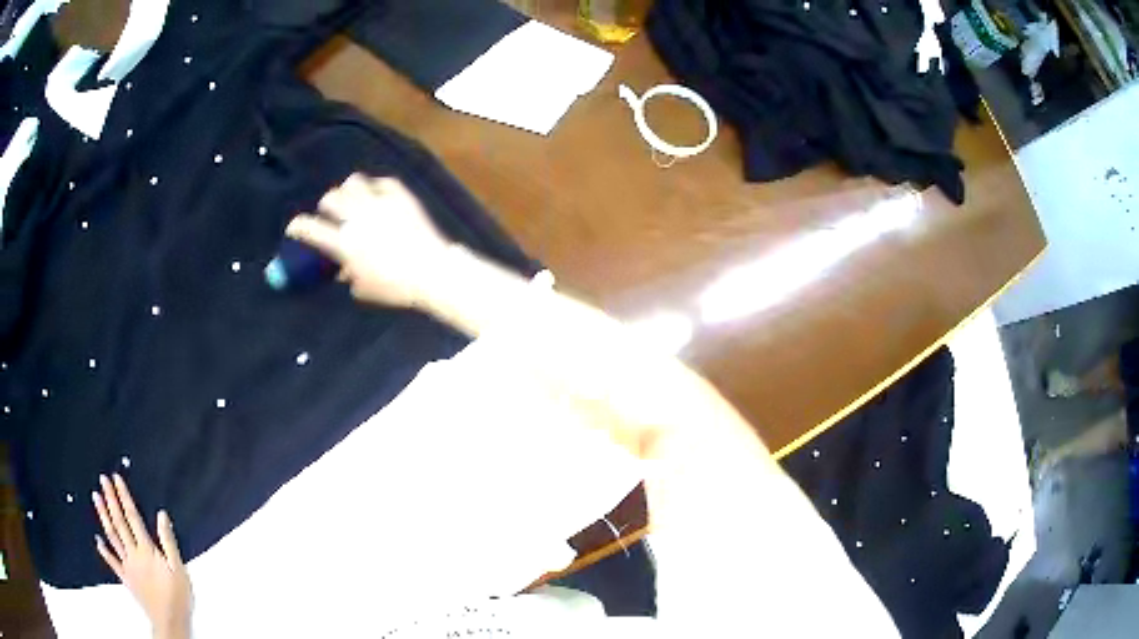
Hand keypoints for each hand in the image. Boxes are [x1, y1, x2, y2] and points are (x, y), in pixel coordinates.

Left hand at [93, 474, 192, 638]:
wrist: (170, 622)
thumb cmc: (177, 597)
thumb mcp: (179, 569)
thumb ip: (169, 542)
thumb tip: (162, 516)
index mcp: (147, 550)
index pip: (133, 517)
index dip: (124, 497)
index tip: (116, 479)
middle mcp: (134, 553)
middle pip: (119, 522)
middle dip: (110, 499)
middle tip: (103, 480)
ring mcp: (128, 566)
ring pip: (112, 536)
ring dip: (103, 516)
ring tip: (96, 498)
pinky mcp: (126, 578)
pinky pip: (112, 562)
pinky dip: (104, 550)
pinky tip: (97, 540)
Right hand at [286, 174, 452, 307]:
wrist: (431, 270)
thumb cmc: (395, 287)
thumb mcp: (365, 288)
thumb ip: (348, 275)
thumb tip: (341, 269)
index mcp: (344, 243)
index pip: (310, 228)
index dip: (298, 226)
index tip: (294, 228)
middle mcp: (356, 218)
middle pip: (330, 199)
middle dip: (326, 205)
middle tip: (330, 212)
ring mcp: (379, 203)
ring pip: (353, 182)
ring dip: (348, 190)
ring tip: (352, 197)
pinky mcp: (400, 196)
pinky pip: (382, 182)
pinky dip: (376, 187)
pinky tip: (377, 194)